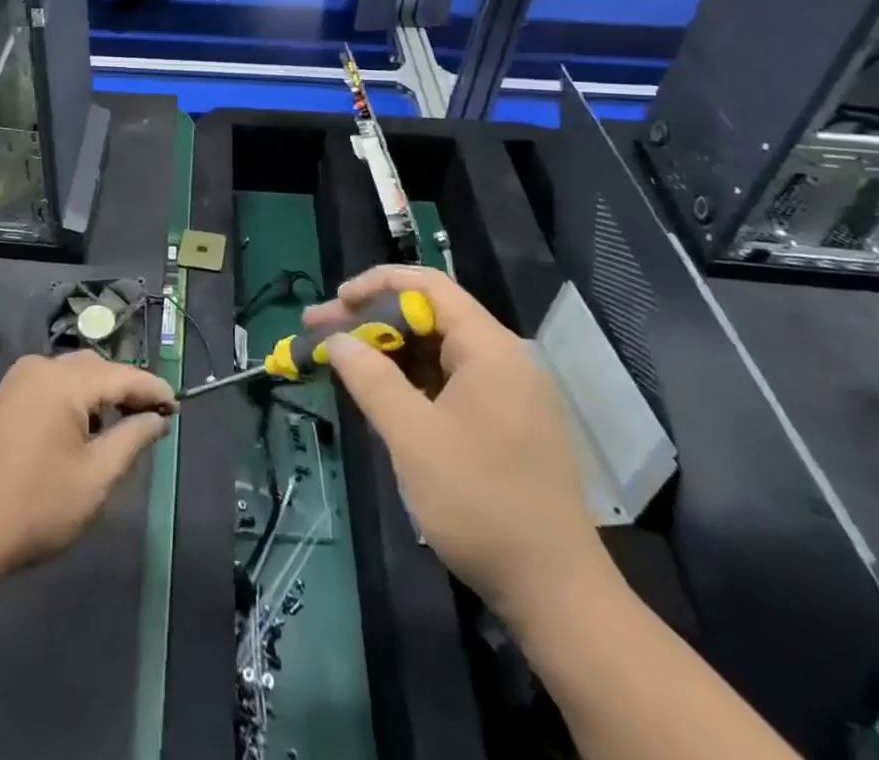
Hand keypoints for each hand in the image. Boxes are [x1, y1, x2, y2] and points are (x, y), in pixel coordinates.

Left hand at [0, 351, 176, 576]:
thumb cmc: (35, 507)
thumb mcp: (96, 478)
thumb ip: (132, 439)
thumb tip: (157, 418)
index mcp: (66, 381)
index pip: (124, 376)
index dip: (154, 390)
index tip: (178, 407)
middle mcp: (43, 366)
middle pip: (98, 368)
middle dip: (127, 390)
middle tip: (152, 420)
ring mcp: (20, 378)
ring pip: (75, 374)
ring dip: (100, 394)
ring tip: (120, 427)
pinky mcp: (7, 394)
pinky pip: (53, 383)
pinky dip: (75, 397)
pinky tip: (82, 429)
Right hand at [307, 265, 607, 620]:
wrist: (557, 595)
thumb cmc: (480, 502)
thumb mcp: (413, 436)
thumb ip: (370, 378)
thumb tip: (336, 339)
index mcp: (490, 348)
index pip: (428, 285)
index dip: (377, 284)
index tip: (335, 302)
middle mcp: (504, 359)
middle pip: (430, 316)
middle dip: (373, 320)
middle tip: (321, 334)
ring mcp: (509, 393)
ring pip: (438, 351)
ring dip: (389, 352)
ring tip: (342, 362)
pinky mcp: (508, 425)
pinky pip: (451, 382)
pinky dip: (413, 380)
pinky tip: (382, 395)